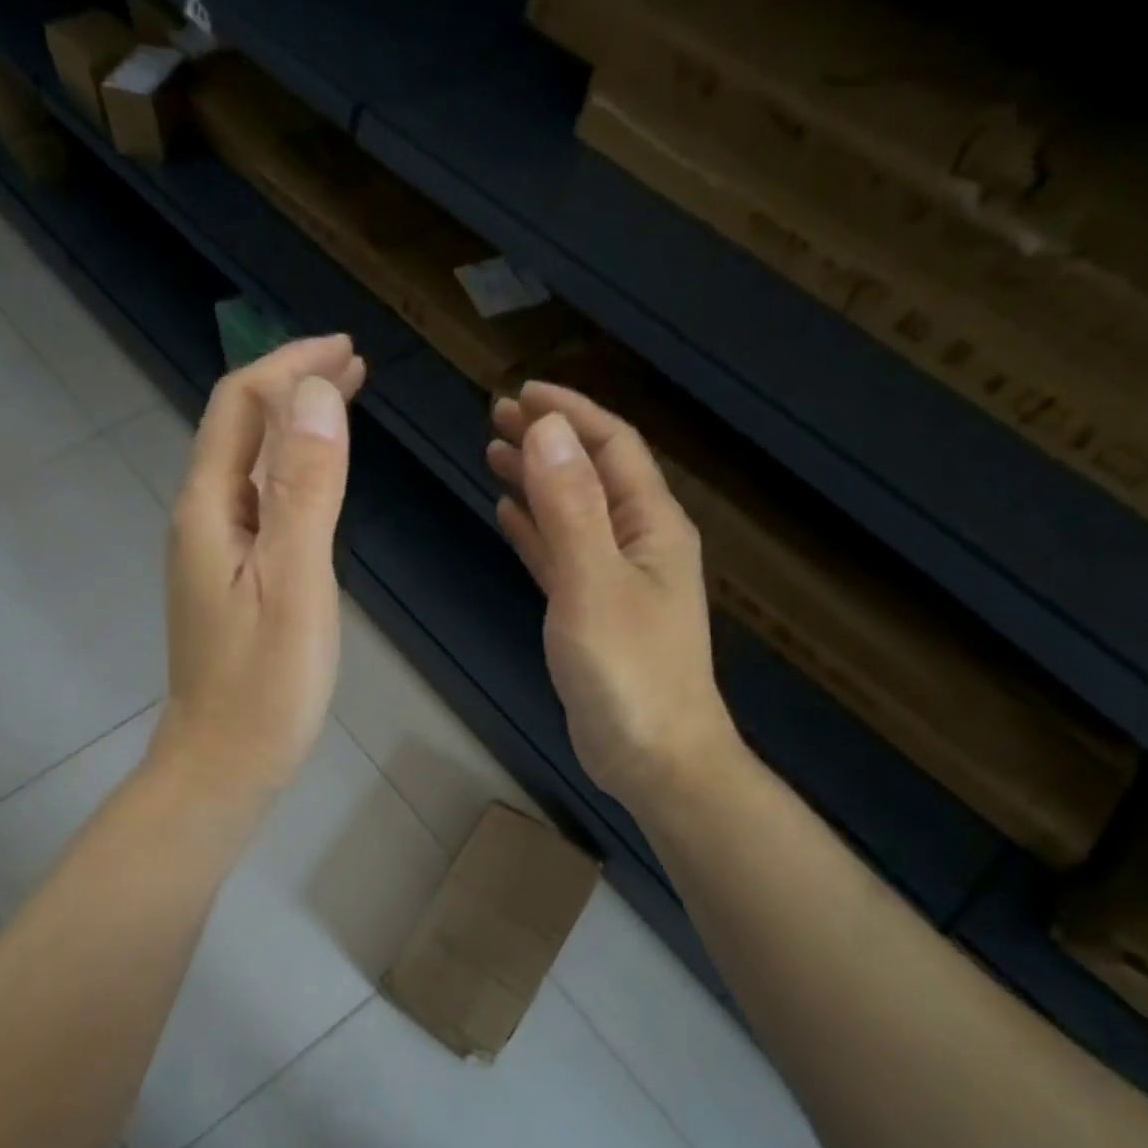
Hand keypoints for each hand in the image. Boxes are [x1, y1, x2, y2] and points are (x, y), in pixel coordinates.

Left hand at [154, 335, 366, 797]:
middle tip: (355, 366)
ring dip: (293, 428)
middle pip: (239, 429)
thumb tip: (315, 393)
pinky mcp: (229, 581)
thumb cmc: (264, 684)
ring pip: (249, 466)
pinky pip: (258, 504)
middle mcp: (201, 519)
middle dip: (293, 386)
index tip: (348, 349)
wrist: (224, 763)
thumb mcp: (294, 582)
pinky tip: (317, 482)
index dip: (290, 365)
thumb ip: (304, 489)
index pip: (241, 405)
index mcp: (209, 509)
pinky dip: (291, 474)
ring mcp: (212, 552)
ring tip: (343, 406)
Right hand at [488, 382, 736, 806]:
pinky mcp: (592, 612)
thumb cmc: (629, 671)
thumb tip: (547, 431)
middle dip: (549, 440)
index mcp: (652, 525)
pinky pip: (561, 555)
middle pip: (592, 474)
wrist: (653, 755)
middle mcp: (638, 543)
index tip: (522, 392)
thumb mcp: (593, 583)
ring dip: (537, 481)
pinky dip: (536, 531)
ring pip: (573, 513)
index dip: (571, 413)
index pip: (613, 446)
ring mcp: (615, 579)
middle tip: (495, 417)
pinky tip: (509, 515)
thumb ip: (570, 508)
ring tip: (493, 454)